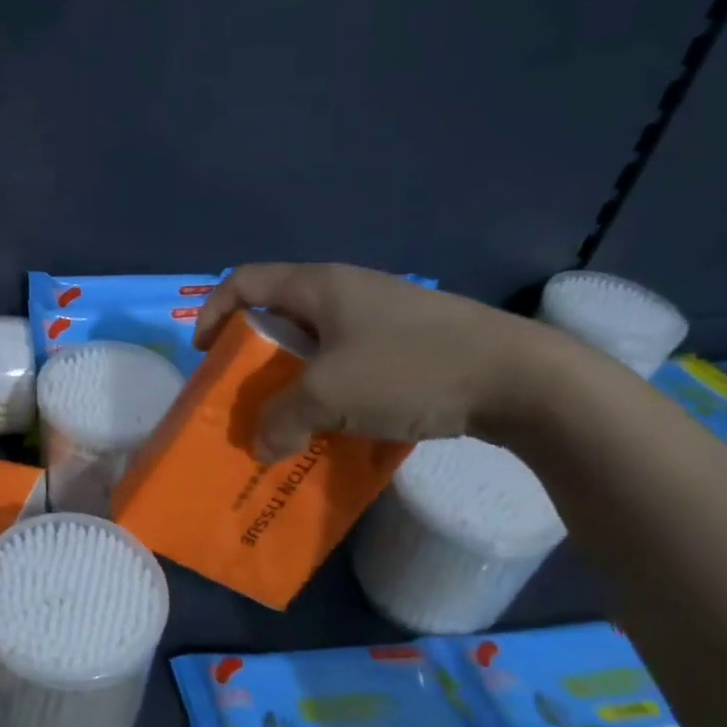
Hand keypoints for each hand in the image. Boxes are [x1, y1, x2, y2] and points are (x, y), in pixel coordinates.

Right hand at [192, 263, 556, 458]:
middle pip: (278, 315)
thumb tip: (261, 446)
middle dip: (253, 358)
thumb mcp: (328, 396)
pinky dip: (331, 392)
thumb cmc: (409, 369)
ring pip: (316, 344)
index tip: (205, 355)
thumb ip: (280, 419)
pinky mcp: (412, 344)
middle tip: (245, 397)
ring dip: (293, 381)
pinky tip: (338, 427)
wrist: (521, 379)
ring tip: (288, 420)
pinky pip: (350, 363)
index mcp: (319, 285)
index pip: (244, 280)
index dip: (213, 312)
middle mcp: (347, 292)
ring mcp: (383, 317)